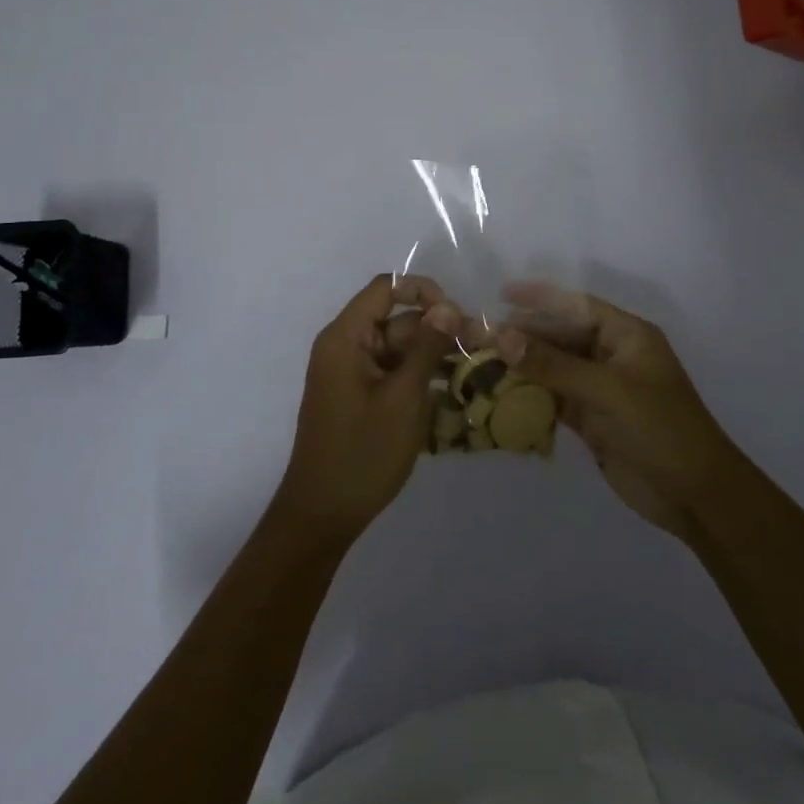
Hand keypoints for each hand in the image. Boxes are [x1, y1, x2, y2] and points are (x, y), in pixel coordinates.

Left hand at [275, 274, 458, 547]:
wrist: (322, 515)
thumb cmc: (362, 453)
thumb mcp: (403, 398)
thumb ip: (426, 348)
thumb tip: (448, 307)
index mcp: (345, 338)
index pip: (386, 288)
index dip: (423, 291)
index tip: (456, 315)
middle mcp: (345, 346)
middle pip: (397, 319)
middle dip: (437, 329)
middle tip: (481, 346)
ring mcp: (352, 372)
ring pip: (400, 347)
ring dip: (434, 354)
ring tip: (475, 368)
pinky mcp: (360, 395)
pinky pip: (393, 371)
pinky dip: (420, 375)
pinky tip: (453, 389)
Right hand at [492, 282, 738, 539]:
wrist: (694, 495)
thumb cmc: (660, 428)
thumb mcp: (608, 391)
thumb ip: (554, 365)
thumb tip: (503, 338)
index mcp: (627, 336)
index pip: (577, 306)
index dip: (540, 298)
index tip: (501, 295)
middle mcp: (612, 356)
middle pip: (560, 337)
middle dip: (523, 336)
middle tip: (479, 337)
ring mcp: (601, 389)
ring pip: (554, 369)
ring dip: (523, 367)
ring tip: (480, 364)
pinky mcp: (593, 420)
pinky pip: (555, 399)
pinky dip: (530, 397)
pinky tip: (500, 395)